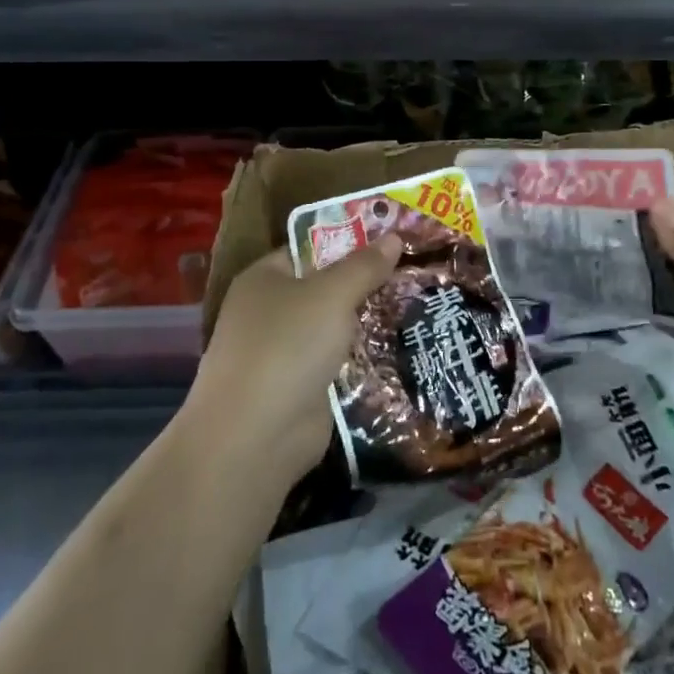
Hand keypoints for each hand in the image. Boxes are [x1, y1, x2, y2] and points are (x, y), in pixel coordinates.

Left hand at [187, 235, 403, 486]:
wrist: (255, 438)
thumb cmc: (287, 346)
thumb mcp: (331, 294)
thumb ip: (364, 265)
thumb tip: (394, 236)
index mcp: (265, 277)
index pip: (311, 246)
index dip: (350, 238)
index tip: (393, 235)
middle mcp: (270, 310)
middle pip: (326, 285)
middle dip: (366, 280)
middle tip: (415, 268)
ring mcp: (284, 351)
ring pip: (335, 325)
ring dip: (368, 320)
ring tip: (418, 301)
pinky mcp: (300, 387)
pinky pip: (338, 360)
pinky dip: (363, 357)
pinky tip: (400, 346)